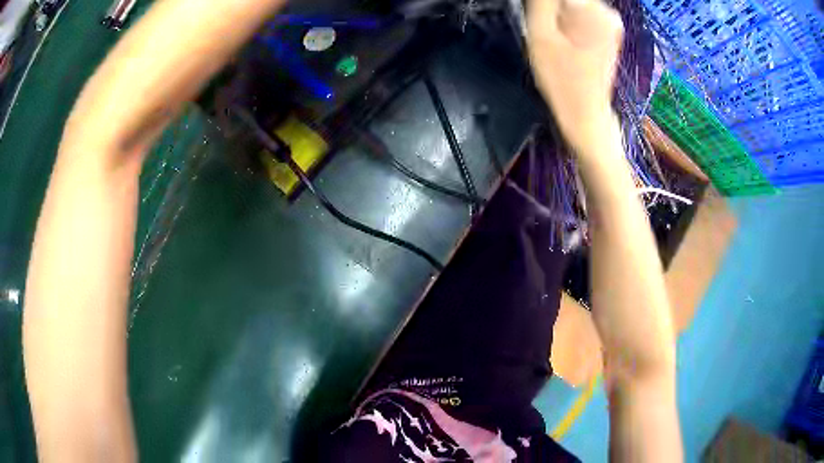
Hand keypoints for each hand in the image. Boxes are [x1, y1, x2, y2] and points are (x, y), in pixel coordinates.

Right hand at [526, 0, 623, 152]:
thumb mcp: (540, 34)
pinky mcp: (609, 32)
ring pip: (572, 4)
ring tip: (555, 38)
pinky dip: (568, 20)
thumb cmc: (561, 79)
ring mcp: (611, 23)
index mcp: (591, 9)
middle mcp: (607, 12)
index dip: (544, 4)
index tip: (539, 19)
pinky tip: (565, 40)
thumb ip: (540, 2)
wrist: (586, 114)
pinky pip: (581, 14)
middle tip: (545, 30)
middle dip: (552, 8)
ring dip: (558, 14)